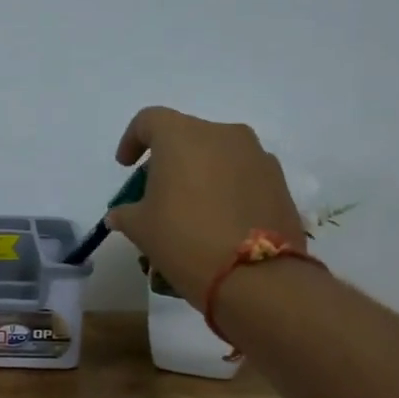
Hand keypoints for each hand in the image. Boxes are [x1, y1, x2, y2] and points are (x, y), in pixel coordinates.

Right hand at [107, 107, 305, 309]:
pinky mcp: (278, 181)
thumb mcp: (141, 229)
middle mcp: (222, 134)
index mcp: (182, 136)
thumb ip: (126, 213)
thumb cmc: (184, 240)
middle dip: (169, 160)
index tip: (126, 166)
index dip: (132, 140)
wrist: (256, 276)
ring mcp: (256, 156)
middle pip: (186, 136)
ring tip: (191, 209)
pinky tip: (219, 220)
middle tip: (157, 193)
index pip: (149, 120)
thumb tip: (120, 214)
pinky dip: (226, 188)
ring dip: (200, 172)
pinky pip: (242, 174)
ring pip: (218, 154)